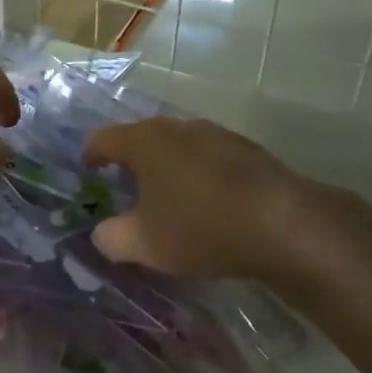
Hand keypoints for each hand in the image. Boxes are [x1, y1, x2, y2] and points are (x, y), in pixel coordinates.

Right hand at [81, 117, 371, 290]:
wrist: (284, 224)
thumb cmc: (201, 228)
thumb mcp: (145, 244)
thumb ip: (112, 238)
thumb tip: (101, 233)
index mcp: (145, 141)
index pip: (103, 138)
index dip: (90, 154)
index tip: (87, 171)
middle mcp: (177, 127)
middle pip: (141, 136)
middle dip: (129, 159)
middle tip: (123, 185)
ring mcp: (215, 134)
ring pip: (177, 144)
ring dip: (165, 165)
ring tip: (165, 195)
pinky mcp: (246, 149)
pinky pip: (206, 156)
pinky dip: (196, 173)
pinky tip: (205, 201)